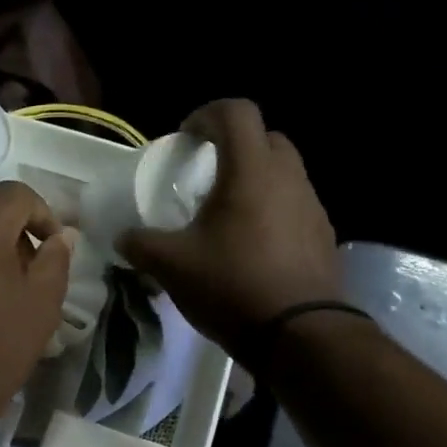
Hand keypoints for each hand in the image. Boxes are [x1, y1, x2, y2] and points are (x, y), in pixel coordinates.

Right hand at [119, 100, 340, 357]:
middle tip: (209, 175)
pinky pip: (295, 207)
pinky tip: (254, 247)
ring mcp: (312, 206)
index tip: (187, 138)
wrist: (299, 334)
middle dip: (235, 146)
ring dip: (257, 181)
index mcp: (250, 171)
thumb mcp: (172, 266)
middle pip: (266, 138)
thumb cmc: (232, 286)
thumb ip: (141, 244)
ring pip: (284, 173)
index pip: (236, 112)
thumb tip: (122, 237)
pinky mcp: (323, 235)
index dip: (207, 115)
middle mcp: (288, 177)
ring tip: (229, 216)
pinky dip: (274, 211)